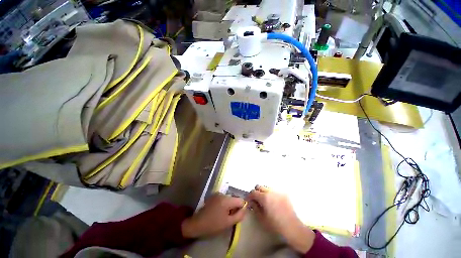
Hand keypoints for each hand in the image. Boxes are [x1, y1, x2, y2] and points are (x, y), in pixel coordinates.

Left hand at [181, 193, 246, 237]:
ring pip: (229, 198)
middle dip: (234, 207)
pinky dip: (224, 204)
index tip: (238, 215)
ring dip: (229, 205)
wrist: (197, 223)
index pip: (240, 200)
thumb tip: (245, 209)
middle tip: (229, 217)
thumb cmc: (213, 224)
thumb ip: (239, 215)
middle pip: (234, 198)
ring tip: (223, 215)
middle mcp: (222, 194)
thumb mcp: (228, 223)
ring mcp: (217, 194)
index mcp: (226, 199)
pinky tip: (218, 211)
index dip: (241, 207)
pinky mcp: (213, 195)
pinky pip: (223, 198)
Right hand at [248, 185, 314, 253]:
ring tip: (265, 200)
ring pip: (267, 187)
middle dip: (256, 192)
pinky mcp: (284, 193)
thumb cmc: (276, 224)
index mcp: (264, 197)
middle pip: (259, 186)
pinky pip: (274, 190)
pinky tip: (273, 201)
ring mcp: (278, 191)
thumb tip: (251, 202)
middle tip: (256, 199)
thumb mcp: (262, 218)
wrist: (292, 227)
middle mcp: (270, 191)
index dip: (249, 196)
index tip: (249, 200)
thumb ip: (255, 207)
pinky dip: (271, 193)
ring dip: (263, 191)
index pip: (253, 192)